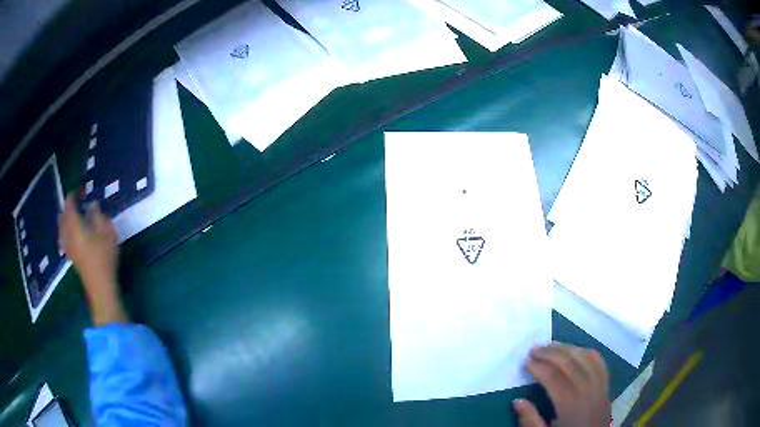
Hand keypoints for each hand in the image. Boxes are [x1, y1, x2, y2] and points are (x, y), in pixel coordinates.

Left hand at [59, 195, 128, 325]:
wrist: (100, 288)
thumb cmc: (104, 259)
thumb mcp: (107, 234)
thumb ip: (99, 217)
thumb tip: (93, 205)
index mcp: (75, 225)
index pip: (69, 204)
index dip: (74, 195)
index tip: (82, 191)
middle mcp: (68, 234)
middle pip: (62, 216)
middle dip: (68, 208)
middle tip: (77, 203)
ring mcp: (68, 247)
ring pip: (61, 229)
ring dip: (65, 220)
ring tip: (74, 217)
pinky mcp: (71, 257)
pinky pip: (64, 239)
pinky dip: (66, 232)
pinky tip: (72, 235)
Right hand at [514, 342, 609, 426]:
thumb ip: (530, 420)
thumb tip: (517, 401)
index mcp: (570, 404)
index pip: (554, 378)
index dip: (539, 367)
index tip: (526, 361)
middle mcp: (587, 390)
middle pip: (570, 363)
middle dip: (550, 353)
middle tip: (534, 349)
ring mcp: (599, 385)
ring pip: (585, 358)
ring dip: (567, 348)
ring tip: (551, 345)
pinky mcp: (606, 384)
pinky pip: (599, 361)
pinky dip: (586, 352)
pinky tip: (575, 350)